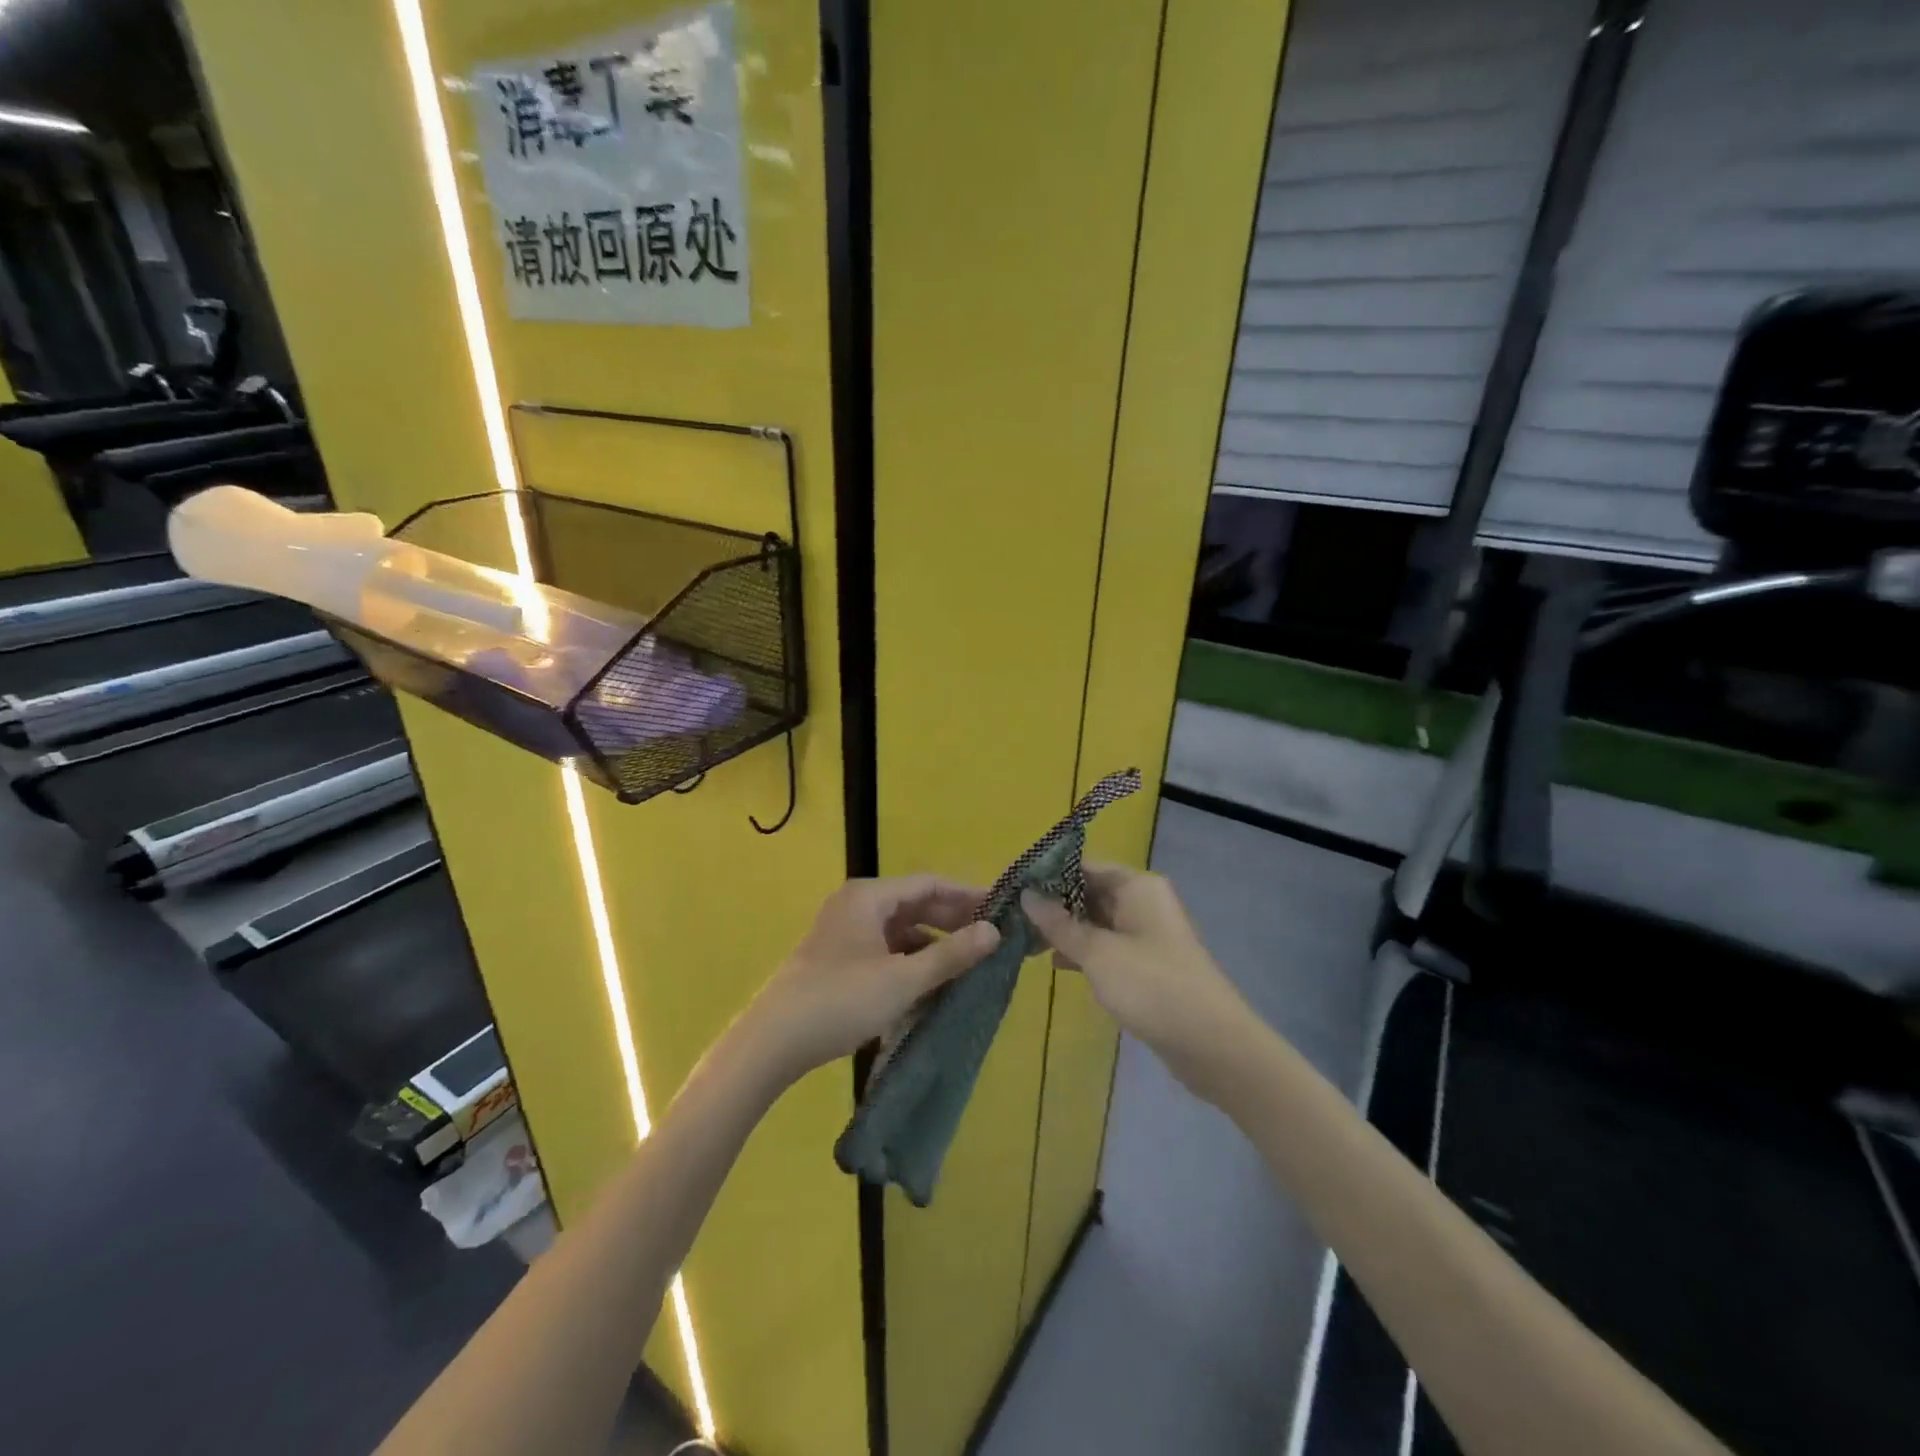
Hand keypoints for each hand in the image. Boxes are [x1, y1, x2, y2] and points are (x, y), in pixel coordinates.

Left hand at [744, 876, 1000, 1081]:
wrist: (773, 1041)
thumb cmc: (841, 1000)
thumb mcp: (903, 979)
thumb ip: (950, 955)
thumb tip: (994, 932)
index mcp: (869, 897)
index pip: (929, 883)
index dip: (967, 895)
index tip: (1001, 909)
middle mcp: (857, 905)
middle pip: (915, 904)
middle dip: (953, 920)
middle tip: (992, 938)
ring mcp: (846, 932)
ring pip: (901, 929)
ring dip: (934, 943)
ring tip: (969, 963)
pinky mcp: (840, 959)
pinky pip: (886, 949)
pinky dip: (911, 961)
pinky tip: (933, 983)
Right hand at [1023, 864, 1249, 1091]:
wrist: (1212, 1044)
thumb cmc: (1152, 986)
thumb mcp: (1097, 953)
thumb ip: (1059, 924)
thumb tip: (1027, 895)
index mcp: (1136, 887)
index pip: (1083, 867)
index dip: (1047, 876)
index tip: (1011, 889)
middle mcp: (1142, 902)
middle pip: (1088, 893)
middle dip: (1052, 906)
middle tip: (1010, 919)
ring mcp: (1146, 934)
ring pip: (1095, 922)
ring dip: (1064, 930)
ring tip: (1024, 942)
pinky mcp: (1146, 964)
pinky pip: (1106, 946)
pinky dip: (1082, 952)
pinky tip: (1054, 963)